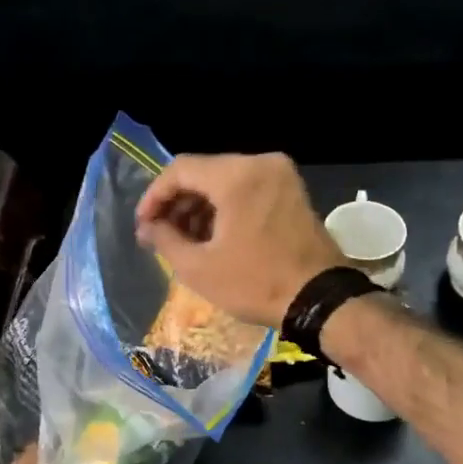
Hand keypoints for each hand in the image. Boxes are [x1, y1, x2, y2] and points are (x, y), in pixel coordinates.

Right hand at [134, 152, 343, 326]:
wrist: (319, 299)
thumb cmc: (255, 283)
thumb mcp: (199, 268)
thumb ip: (165, 239)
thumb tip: (148, 227)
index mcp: (236, 176)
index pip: (180, 170)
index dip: (154, 196)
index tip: (143, 225)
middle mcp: (260, 164)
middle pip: (203, 172)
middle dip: (177, 203)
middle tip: (159, 235)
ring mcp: (281, 176)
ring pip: (225, 181)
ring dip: (200, 207)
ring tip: (183, 241)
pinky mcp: (291, 191)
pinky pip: (247, 189)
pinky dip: (225, 208)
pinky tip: (212, 237)